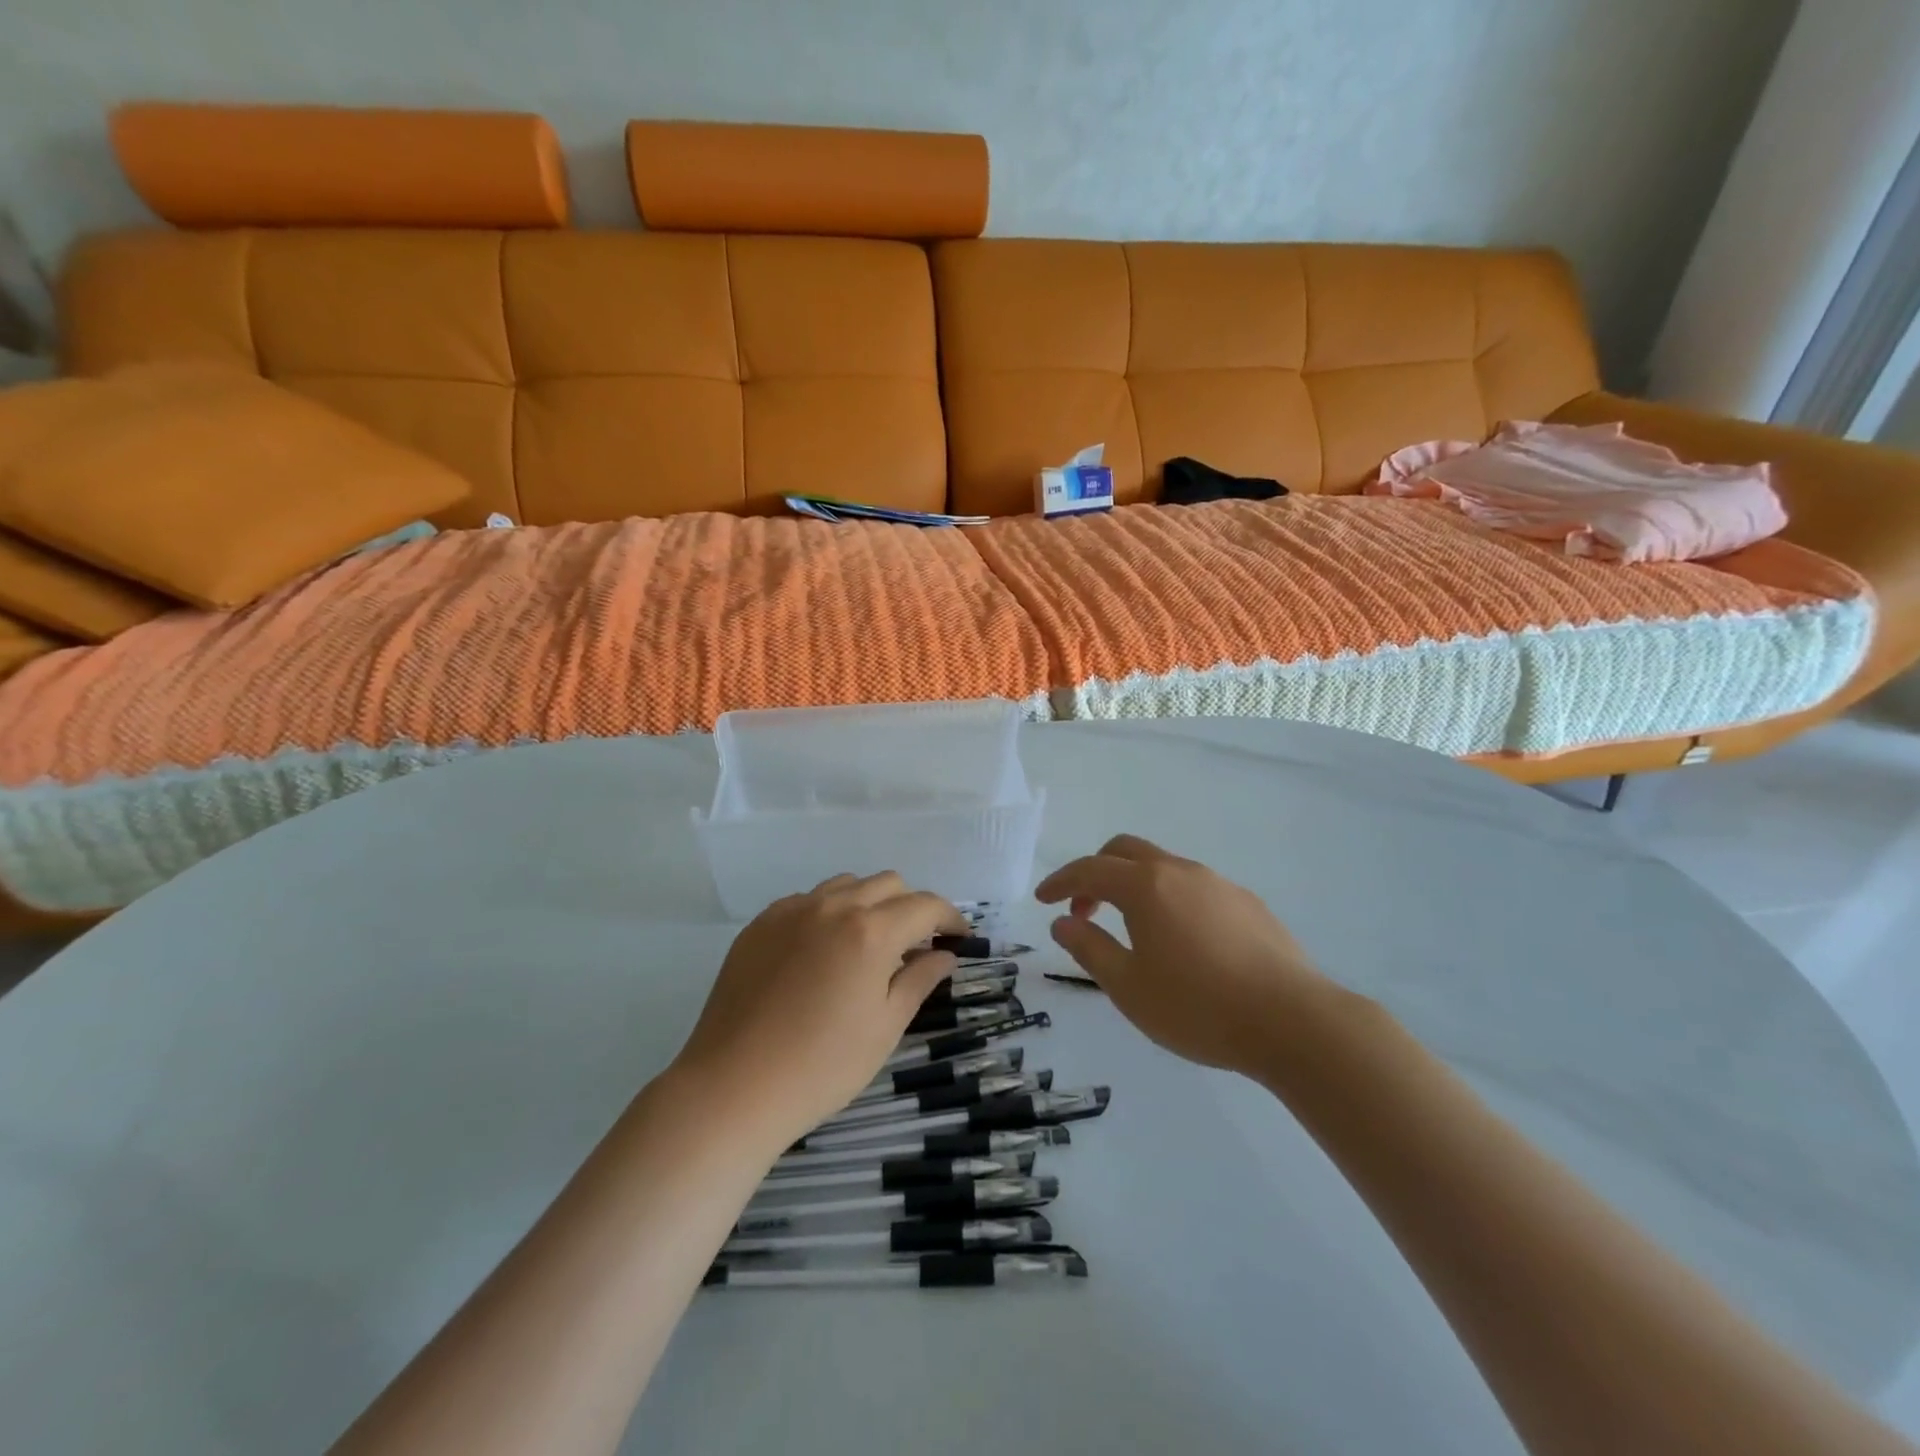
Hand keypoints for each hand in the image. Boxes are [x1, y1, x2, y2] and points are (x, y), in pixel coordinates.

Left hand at [671, 872, 966, 1147]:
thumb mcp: (885, 1027)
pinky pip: (807, 901)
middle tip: (915, 947)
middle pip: (888, 884)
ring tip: (868, 945)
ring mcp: (791, 910)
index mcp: (871, 931)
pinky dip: (829, 914)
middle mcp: (833, 906)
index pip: (925, 906)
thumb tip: (944, 955)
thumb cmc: (822, 1066)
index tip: (959, 939)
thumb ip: (919, 980)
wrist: (733, 1087)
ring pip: (846, 885)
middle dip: (911, 907)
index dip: (950, 919)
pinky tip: (822, 953)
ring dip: (869, 904)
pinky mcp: (760, 924)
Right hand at [1035, 834, 1328, 1074]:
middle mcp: (1181, 872)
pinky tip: (1182, 942)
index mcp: (1146, 887)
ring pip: (1163, 866)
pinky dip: (1169, 898)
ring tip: (1132, 931)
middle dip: (1096, 873)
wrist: (1294, 1022)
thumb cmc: (1198, 1007)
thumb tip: (1062, 922)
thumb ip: (1090, 948)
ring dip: (1135, 886)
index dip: (1060, 882)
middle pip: (1126, 851)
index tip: (1042, 901)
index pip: (1089, 870)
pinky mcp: (1248, 903)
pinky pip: (1194, 887)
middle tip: (1085, 912)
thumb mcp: (1128, 987)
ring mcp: (1219, 884)